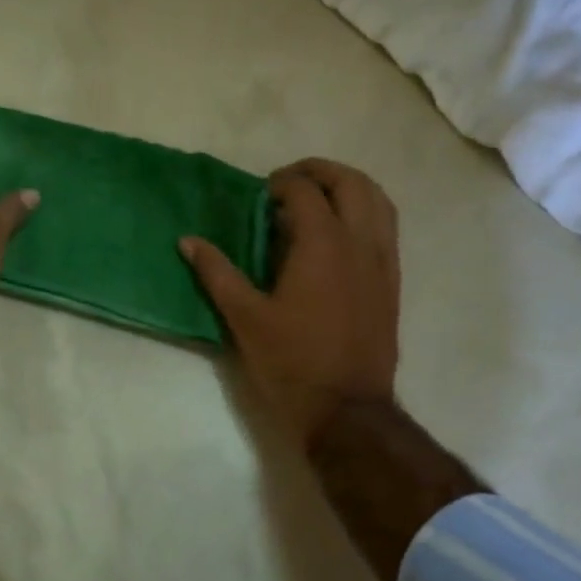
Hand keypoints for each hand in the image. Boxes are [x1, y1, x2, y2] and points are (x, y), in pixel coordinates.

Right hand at [181, 158, 400, 448]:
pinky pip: (387, 228)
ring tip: (320, 197)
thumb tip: (188, 241)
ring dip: (349, 187)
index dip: (281, 183)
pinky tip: (343, 232)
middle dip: (319, 171)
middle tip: (290, 182)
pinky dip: (367, 212)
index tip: (260, 194)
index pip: (305, 191)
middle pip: (350, 182)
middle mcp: (360, 242)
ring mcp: (382, 261)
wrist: (346, 409)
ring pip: (378, 201)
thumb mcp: (244, 318)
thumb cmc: (291, 362)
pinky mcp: (392, 282)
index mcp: (322, 244)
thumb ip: (217, 273)